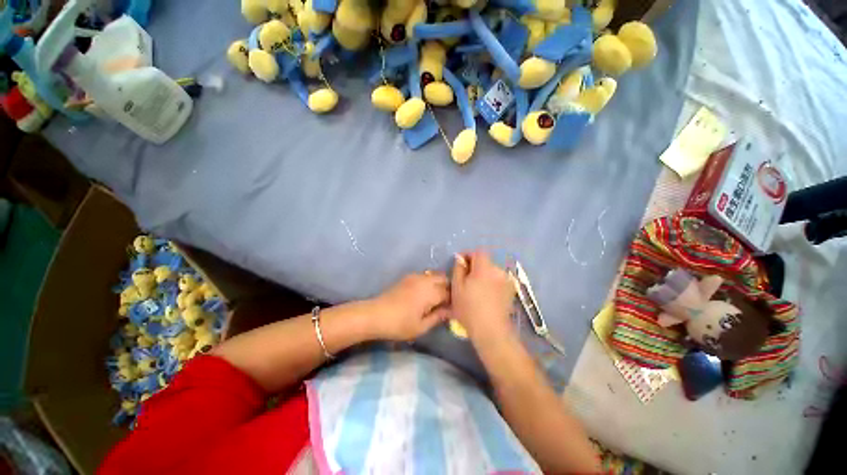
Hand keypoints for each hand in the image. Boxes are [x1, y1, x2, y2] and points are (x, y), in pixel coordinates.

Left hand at [369, 272, 450, 340]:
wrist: (375, 315)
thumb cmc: (399, 324)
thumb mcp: (421, 326)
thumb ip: (439, 317)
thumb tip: (452, 311)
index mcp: (430, 292)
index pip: (450, 292)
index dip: (454, 300)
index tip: (454, 309)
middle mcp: (425, 280)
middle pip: (444, 278)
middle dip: (449, 288)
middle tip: (446, 303)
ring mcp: (415, 276)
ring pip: (435, 275)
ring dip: (440, 284)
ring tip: (437, 299)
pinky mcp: (408, 277)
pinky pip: (425, 276)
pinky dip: (430, 282)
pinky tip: (425, 294)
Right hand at [451, 251, 515, 341]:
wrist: (490, 330)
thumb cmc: (469, 308)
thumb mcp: (457, 287)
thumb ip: (458, 269)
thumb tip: (460, 258)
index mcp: (484, 268)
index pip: (478, 252)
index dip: (468, 255)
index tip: (461, 265)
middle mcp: (498, 271)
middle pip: (485, 262)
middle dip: (475, 267)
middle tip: (466, 280)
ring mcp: (507, 281)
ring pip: (492, 272)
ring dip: (484, 276)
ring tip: (476, 290)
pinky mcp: (511, 291)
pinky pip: (498, 281)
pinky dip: (491, 283)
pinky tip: (486, 296)